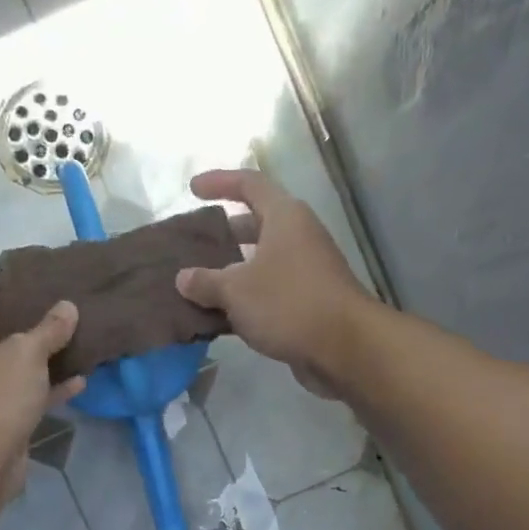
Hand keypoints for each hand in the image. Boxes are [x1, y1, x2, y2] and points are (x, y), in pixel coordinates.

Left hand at [0, 297, 84, 501]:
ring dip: (48, 362)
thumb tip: (68, 306)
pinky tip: (80, 382)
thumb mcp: (25, 353)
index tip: (48, 290)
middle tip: (70, 316)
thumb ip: (49, 329)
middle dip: (37, 331)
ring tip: (81, 345)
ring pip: (19, 372)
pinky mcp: (1, 422)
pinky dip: (50, 390)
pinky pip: (28, 398)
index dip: (16, 297)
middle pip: (4, 339)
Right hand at [175, 169, 372, 396]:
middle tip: (194, 246)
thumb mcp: (236, 290)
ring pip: (261, 263)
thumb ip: (206, 282)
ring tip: (199, 285)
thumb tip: (184, 278)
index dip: (220, 182)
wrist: (345, 347)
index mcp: (284, 217)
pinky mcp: (308, 303)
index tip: (193, 188)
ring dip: (232, 272)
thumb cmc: (288, 303)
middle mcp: (298, 237)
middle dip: (224, 234)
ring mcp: (306, 271)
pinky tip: (221, 318)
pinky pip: (268, 293)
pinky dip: (245, 300)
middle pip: (256, 225)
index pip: (249, 184)